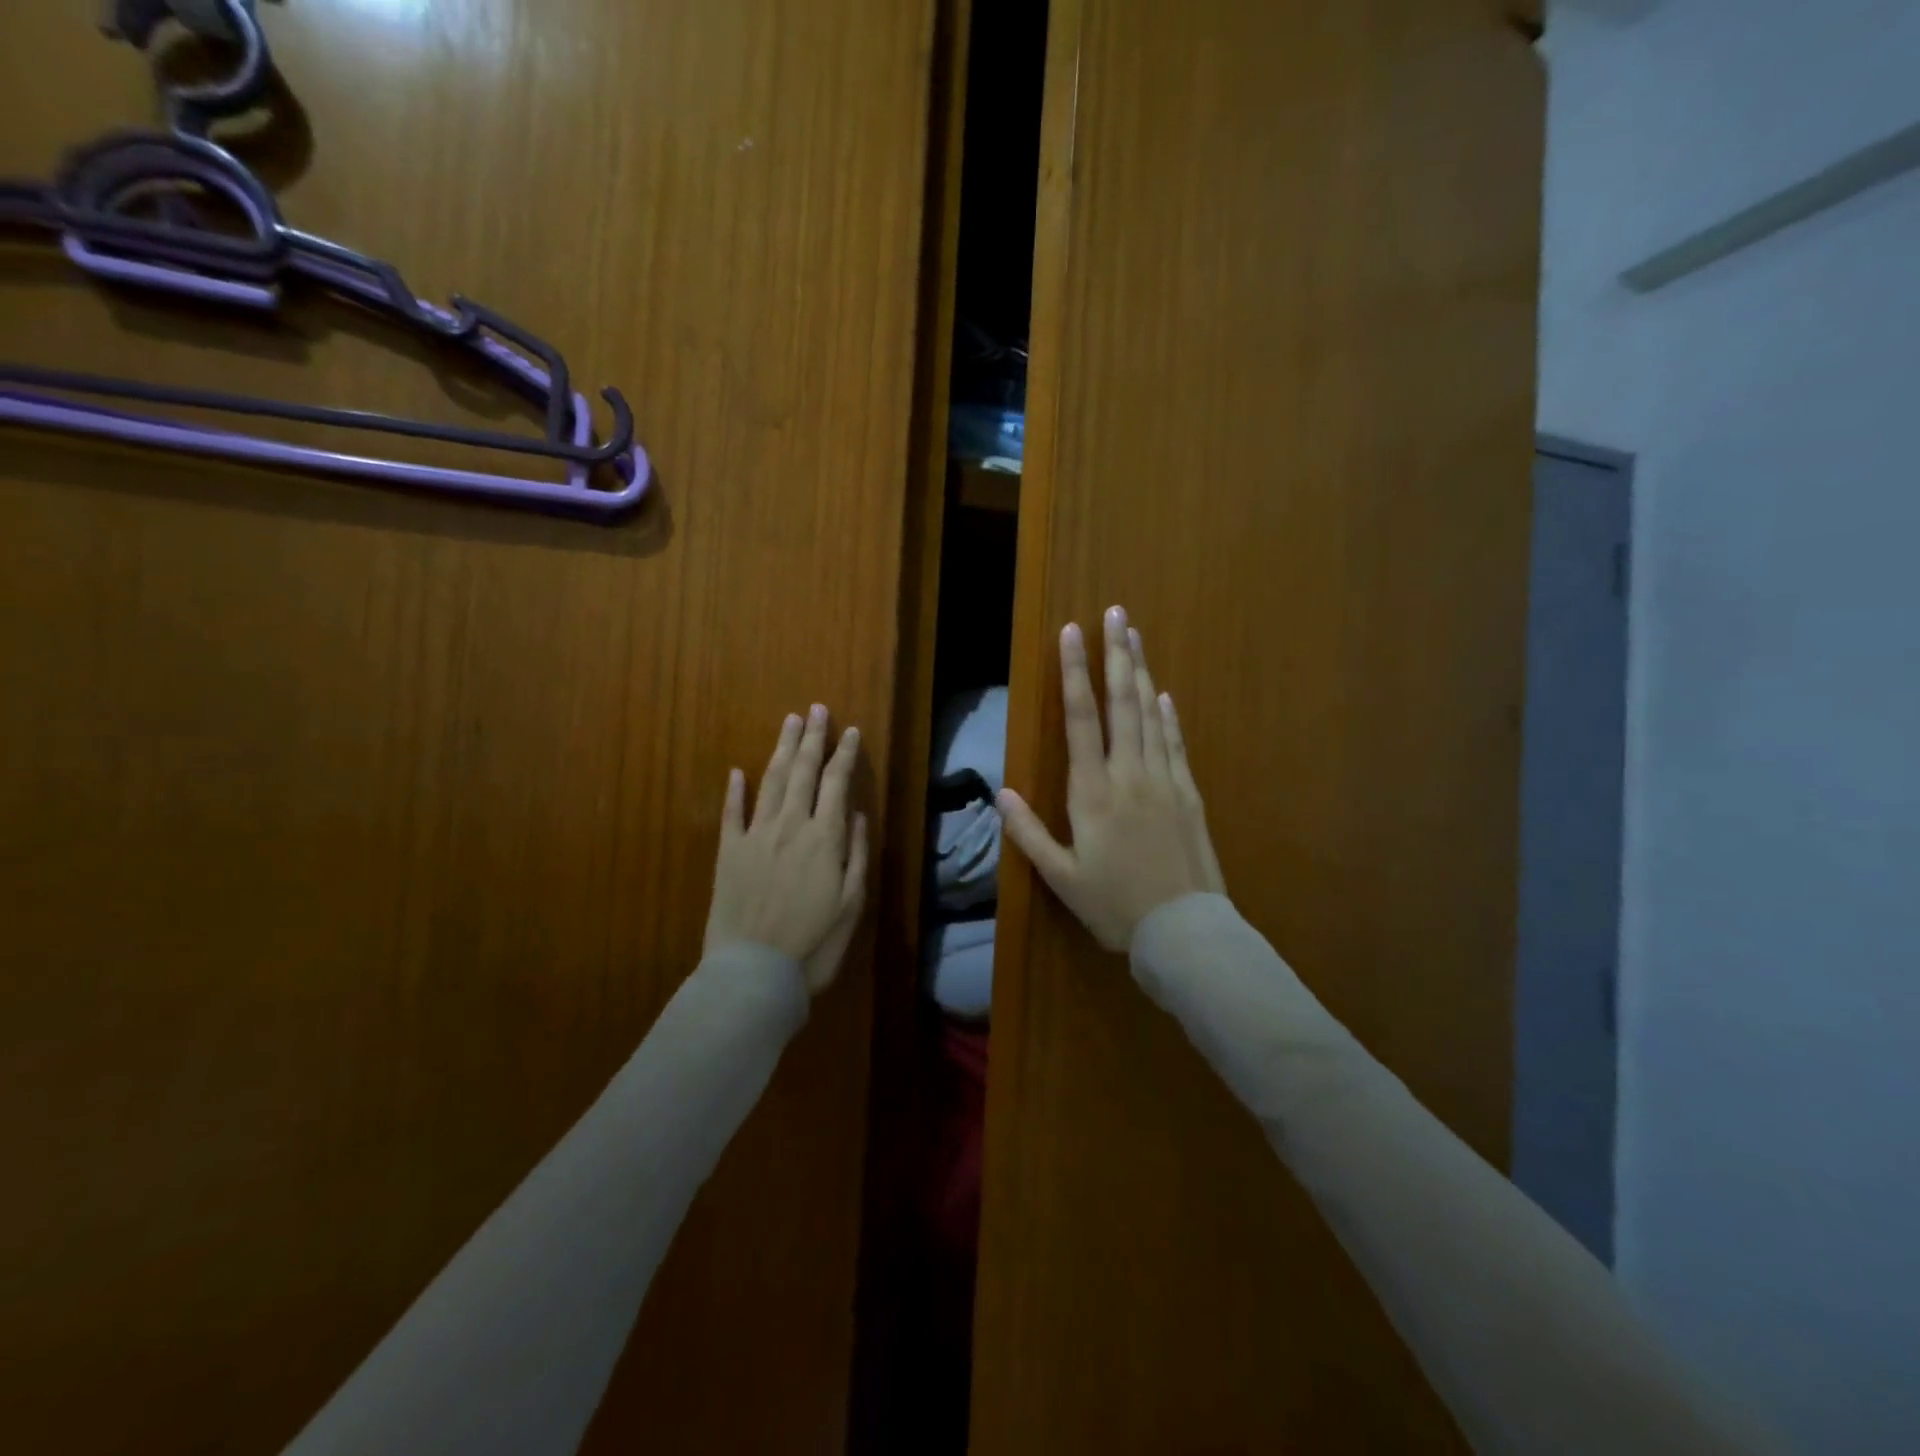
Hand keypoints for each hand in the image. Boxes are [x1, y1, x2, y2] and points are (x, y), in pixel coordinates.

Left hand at [704, 705, 869, 994]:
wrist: (754, 973)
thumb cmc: (814, 945)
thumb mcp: (851, 904)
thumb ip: (855, 854)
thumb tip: (856, 814)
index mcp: (824, 838)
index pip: (836, 783)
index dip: (844, 754)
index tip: (850, 730)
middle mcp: (789, 826)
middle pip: (803, 772)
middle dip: (812, 738)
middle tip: (816, 710)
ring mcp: (755, 836)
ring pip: (771, 781)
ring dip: (782, 750)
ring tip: (789, 723)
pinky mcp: (727, 853)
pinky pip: (731, 813)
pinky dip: (734, 790)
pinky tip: (737, 771)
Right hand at [998, 607, 1224, 951]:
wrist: (1184, 930)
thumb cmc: (1115, 906)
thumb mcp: (1061, 878)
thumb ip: (1029, 834)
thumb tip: (1001, 793)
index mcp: (1093, 792)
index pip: (1081, 719)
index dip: (1075, 672)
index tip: (1072, 632)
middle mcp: (1129, 774)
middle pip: (1122, 703)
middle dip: (1116, 655)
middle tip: (1117, 613)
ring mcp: (1164, 781)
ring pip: (1151, 715)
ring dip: (1141, 673)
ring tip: (1135, 637)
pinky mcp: (1189, 794)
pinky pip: (1176, 744)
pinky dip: (1168, 717)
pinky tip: (1163, 695)